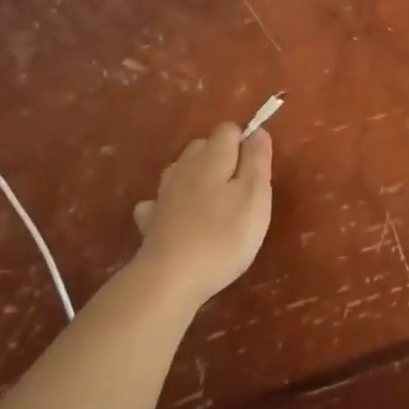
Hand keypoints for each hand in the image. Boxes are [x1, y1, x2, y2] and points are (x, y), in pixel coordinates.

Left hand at [130, 123, 273, 307]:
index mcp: (213, 157)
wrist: (169, 278)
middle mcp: (185, 166)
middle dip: (221, 158)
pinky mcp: (150, 220)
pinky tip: (178, 220)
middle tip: (239, 189)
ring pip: (181, 171)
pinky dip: (170, 205)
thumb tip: (258, 132)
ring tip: (213, 203)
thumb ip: (257, 160)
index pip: (228, 129)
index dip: (244, 143)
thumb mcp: (255, 196)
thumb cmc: (223, 236)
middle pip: (203, 146)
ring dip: (196, 178)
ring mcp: (163, 193)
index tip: (256, 171)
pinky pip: (160, 202)